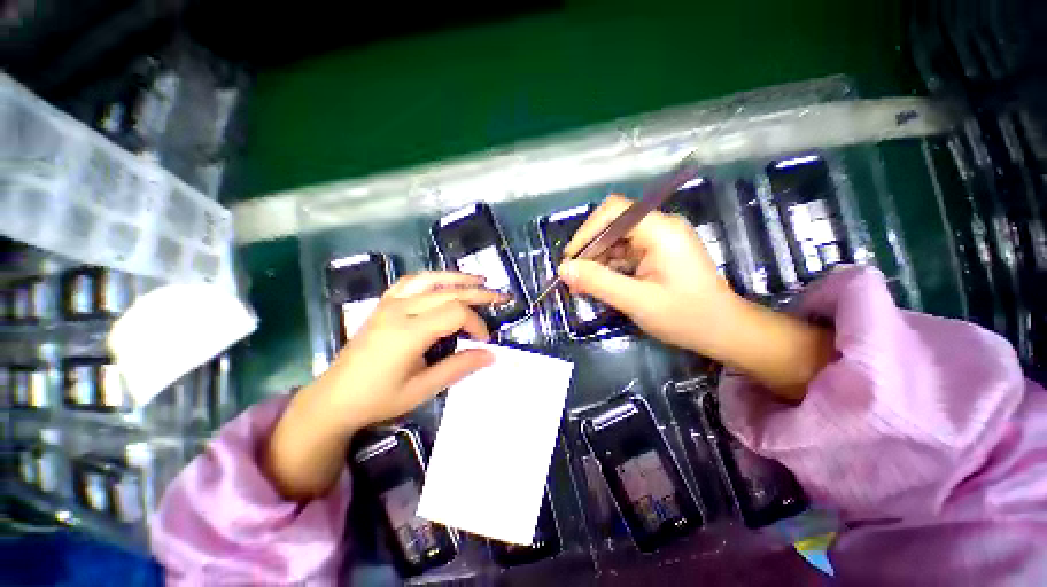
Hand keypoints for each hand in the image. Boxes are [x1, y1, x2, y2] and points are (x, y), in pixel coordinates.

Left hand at [327, 271, 502, 427]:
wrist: (334, 398)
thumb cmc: (378, 398)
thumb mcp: (423, 389)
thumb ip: (459, 367)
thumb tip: (491, 354)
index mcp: (409, 332)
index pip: (455, 312)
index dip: (476, 323)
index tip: (485, 340)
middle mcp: (400, 310)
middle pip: (448, 292)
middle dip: (478, 294)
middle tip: (500, 297)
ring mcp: (389, 304)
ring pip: (430, 280)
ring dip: (457, 278)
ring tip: (479, 280)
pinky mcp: (383, 304)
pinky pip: (411, 281)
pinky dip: (432, 278)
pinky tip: (443, 282)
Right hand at [558, 194, 736, 350]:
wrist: (724, 332)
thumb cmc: (686, 317)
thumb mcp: (637, 301)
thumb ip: (599, 282)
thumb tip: (564, 269)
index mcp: (661, 230)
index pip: (614, 212)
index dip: (587, 231)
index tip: (571, 259)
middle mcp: (660, 228)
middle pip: (613, 225)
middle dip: (589, 250)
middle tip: (572, 277)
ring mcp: (659, 241)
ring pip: (616, 240)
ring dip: (596, 260)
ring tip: (580, 285)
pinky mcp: (657, 254)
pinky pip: (624, 253)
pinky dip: (608, 267)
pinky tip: (597, 284)